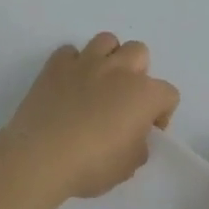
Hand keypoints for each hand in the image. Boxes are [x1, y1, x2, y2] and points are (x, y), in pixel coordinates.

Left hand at [0, 34, 179, 200]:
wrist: (40, 157)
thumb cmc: (91, 165)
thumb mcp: (128, 167)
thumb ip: (139, 146)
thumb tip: (133, 136)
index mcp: (144, 94)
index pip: (168, 94)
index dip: (161, 113)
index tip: (148, 131)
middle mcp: (119, 69)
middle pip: (139, 52)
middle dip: (138, 73)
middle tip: (124, 100)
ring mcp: (86, 62)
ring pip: (107, 41)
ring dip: (108, 58)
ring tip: (99, 82)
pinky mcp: (56, 65)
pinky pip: (69, 52)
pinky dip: (72, 64)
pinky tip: (68, 84)